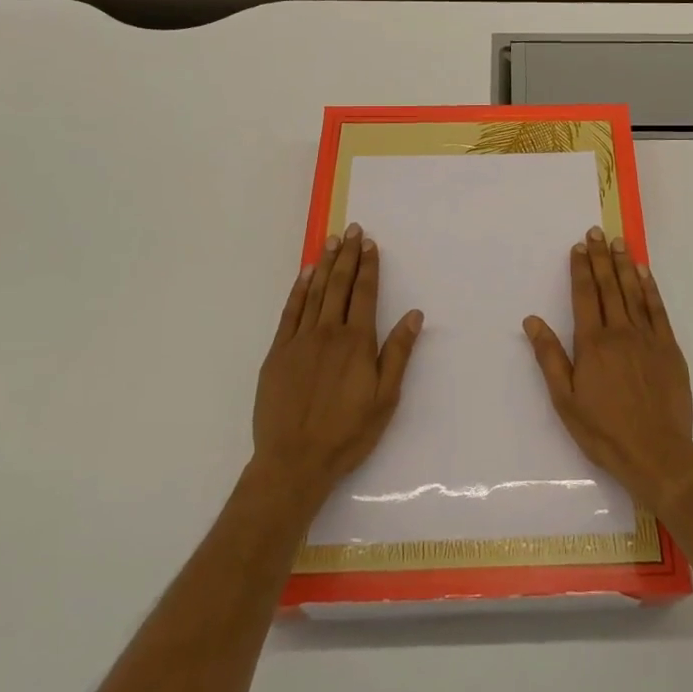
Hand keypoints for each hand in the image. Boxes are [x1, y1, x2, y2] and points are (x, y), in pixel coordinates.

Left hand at [251, 224, 423, 511]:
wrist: (294, 461)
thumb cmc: (347, 433)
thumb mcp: (385, 398)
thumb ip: (398, 353)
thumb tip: (414, 314)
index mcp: (357, 342)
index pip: (364, 293)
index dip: (368, 266)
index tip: (370, 244)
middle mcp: (328, 332)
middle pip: (339, 285)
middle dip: (347, 255)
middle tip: (351, 230)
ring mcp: (299, 340)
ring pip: (314, 292)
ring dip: (324, 264)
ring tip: (331, 241)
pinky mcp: (278, 353)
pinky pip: (290, 312)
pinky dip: (298, 290)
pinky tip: (305, 275)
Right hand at [523, 227, 692, 512]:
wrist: (656, 453)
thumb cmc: (604, 431)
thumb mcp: (565, 400)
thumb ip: (549, 357)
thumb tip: (532, 320)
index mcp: (592, 344)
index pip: (585, 296)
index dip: (581, 269)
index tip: (578, 247)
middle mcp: (620, 332)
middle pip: (609, 286)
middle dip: (600, 257)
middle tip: (596, 232)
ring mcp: (648, 338)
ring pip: (633, 292)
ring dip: (624, 265)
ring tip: (618, 242)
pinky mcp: (669, 348)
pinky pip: (658, 310)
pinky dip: (650, 288)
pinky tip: (644, 273)